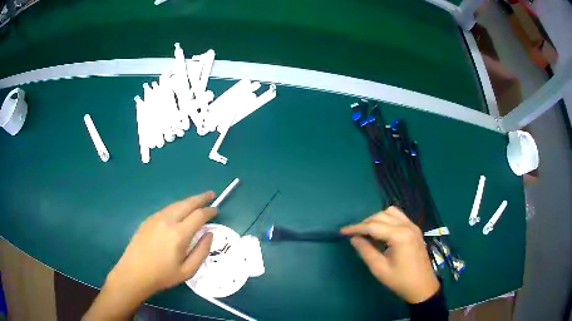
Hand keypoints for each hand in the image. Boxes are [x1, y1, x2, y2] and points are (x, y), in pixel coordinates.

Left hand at [108, 191, 216, 293]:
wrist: (134, 273)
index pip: (198, 215)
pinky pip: (166, 209)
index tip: (216, 210)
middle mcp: (167, 221)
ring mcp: (155, 218)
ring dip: (188, 201)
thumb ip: (201, 252)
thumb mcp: (188, 271)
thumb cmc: (163, 275)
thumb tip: (209, 234)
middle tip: (211, 194)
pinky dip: (177, 207)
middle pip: (187, 203)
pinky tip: (179, 212)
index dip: (209, 211)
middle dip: (201, 198)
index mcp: (179, 234)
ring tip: (197, 201)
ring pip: (175, 204)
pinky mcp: (148, 220)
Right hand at [340, 207, 438, 303]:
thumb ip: (365, 251)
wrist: (422, 286)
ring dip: (377, 219)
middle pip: (382, 216)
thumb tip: (354, 238)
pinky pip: (399, 217)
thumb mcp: (379, 269)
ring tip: (367, 232)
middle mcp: (407, 226)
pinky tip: (381, 232)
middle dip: (366, 223)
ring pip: (391, 212)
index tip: (342, 231)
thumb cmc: (400, 280)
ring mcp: (413, 226)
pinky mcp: (415, 229)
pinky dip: (387, 220)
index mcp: (399, 236)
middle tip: (354, 235)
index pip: (373, 226)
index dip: (356, 228)